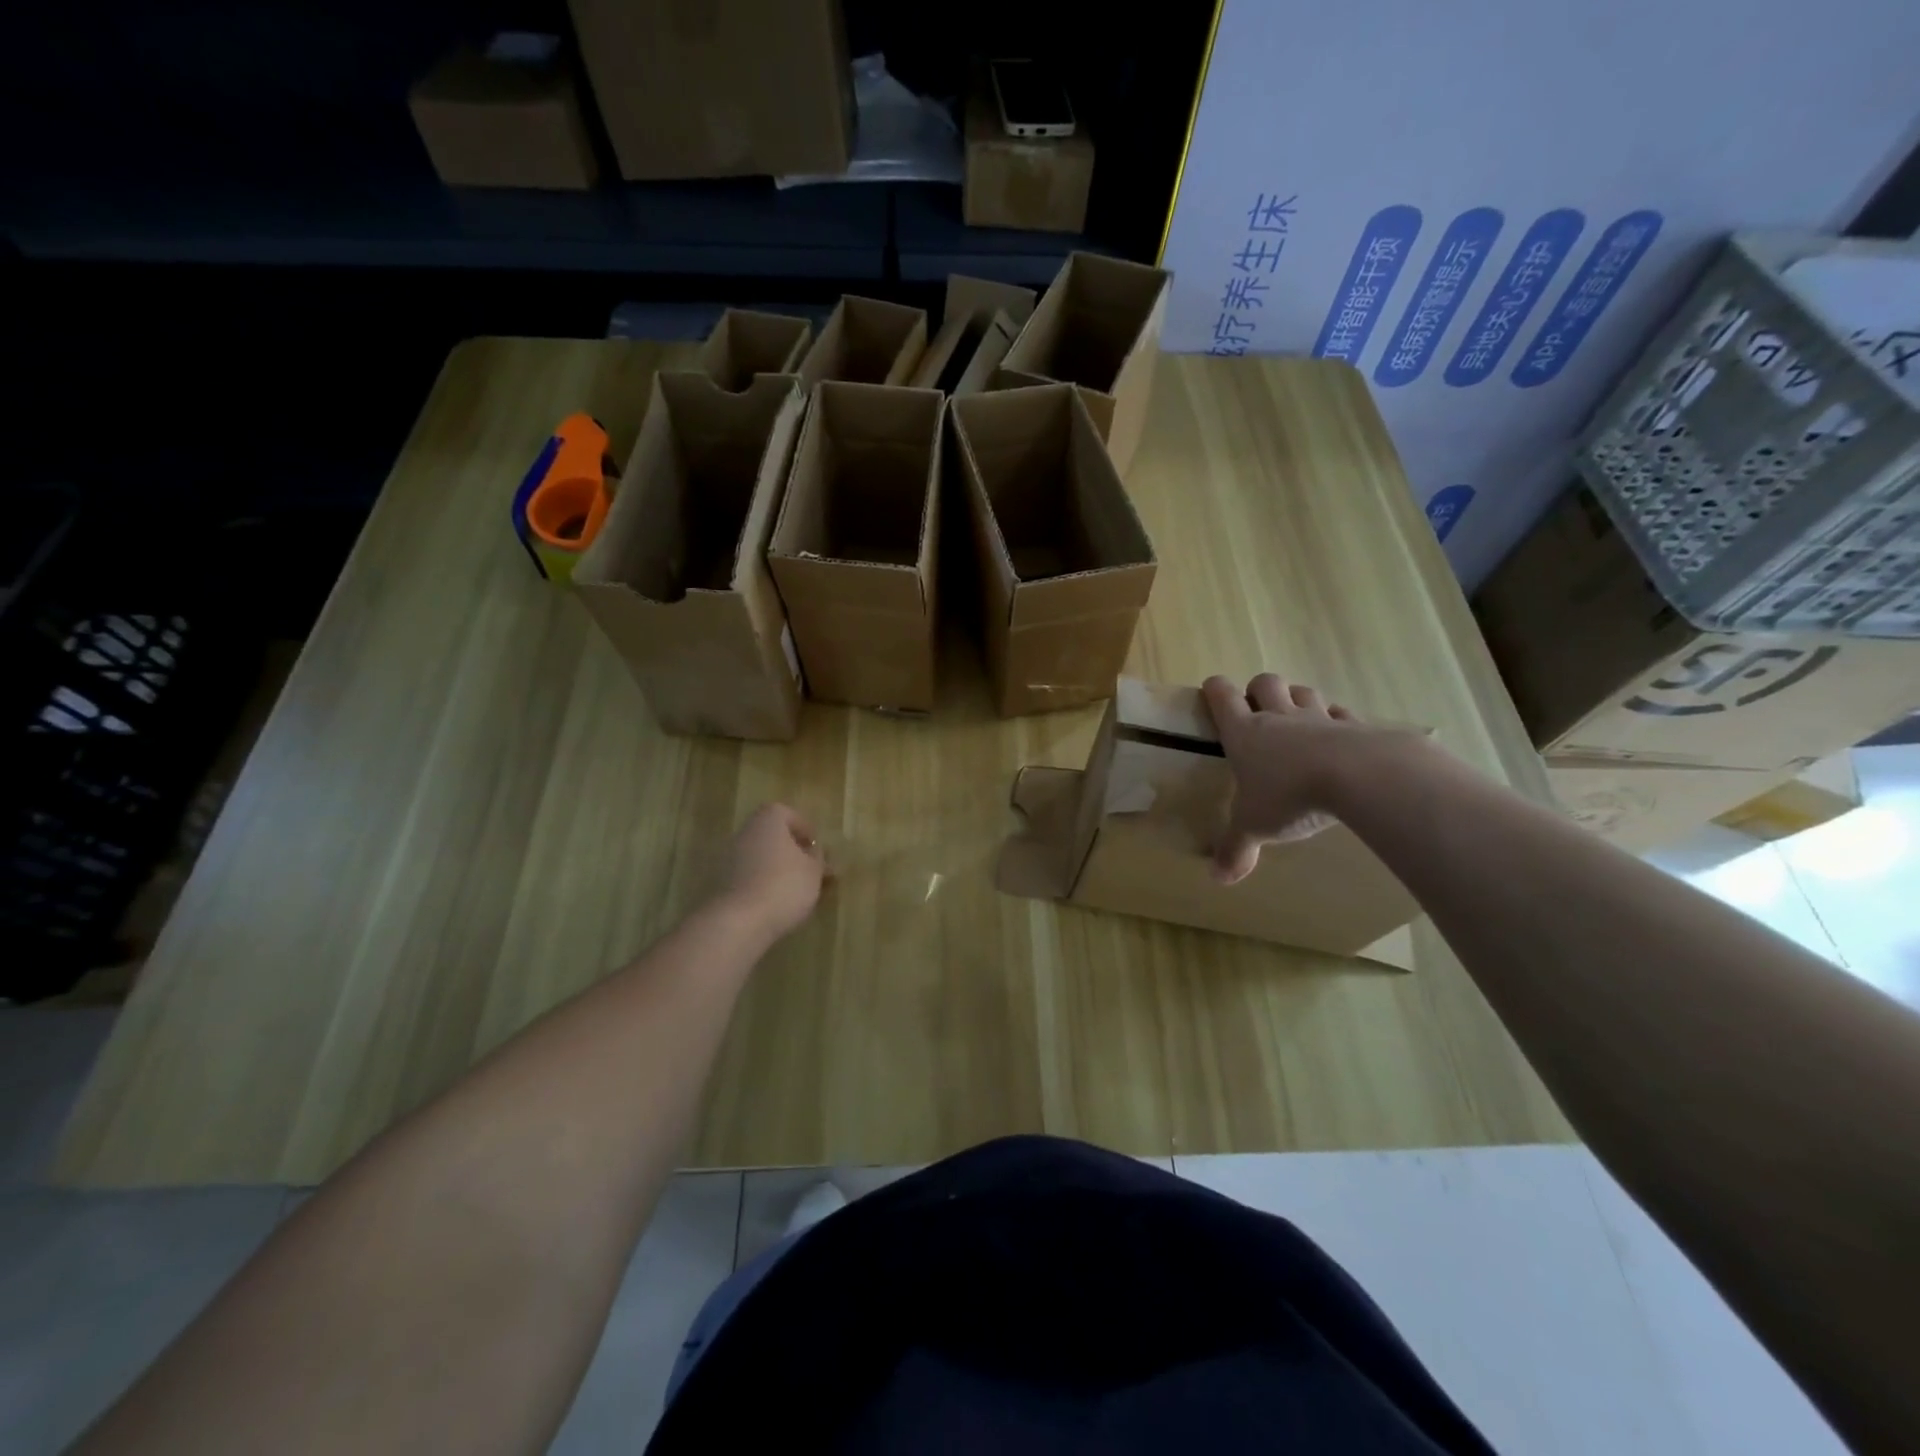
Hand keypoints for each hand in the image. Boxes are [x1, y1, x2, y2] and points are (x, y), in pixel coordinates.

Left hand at [716, 803, 827, 940]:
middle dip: (792, 851)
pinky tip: (777, 903)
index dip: (804, 829)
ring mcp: (728, 858)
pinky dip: (763, 884)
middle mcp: (744, 833)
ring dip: (778, 869)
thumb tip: (814, 851)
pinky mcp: (720, 884)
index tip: (817, 848)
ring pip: (760, 858)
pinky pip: (748, 877)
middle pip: (772, 836)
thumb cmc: (784, 886)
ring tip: (798, 891)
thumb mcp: (814, 871)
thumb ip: (817, 857)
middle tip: (810, 870)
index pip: (787, 814)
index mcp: (768, 821)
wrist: (739, 922)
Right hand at [1202, 673, 1368, 884]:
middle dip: (1258, 690)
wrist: (1360, 776)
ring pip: (1303, 692)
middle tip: (1258, 712)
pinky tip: (1340, 737)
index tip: (1212, 693)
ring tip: (1297, 721)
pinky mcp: (1357, 726)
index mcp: (1245, 732)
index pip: (1222, 696)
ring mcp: (1319, 718)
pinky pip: (1342, 714)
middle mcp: (1279, 717)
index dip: (1215, 691)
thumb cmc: (1290, 796)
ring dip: (1297, 699)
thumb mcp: (1255, 827)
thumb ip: (1236, 848)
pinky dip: (1338, 721)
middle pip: (1265, 683)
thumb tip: (1218, 879)